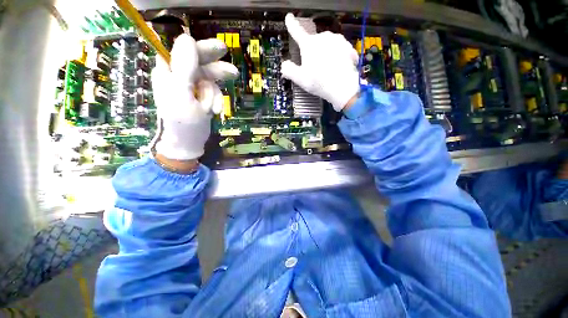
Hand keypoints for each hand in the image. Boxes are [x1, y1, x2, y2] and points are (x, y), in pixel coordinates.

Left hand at [150, 34, 237, 161]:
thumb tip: (187, 38)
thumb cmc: (182, 122)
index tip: (220, 50)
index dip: (201, 48)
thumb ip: (183, 67)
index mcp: (168, 72)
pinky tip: (215, 112)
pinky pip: (213, 93)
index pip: (184, 50)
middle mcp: (179, 76)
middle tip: (233, 72)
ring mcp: (191, 88)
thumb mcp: (182, 94)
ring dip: (215, 95)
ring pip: (210, 80)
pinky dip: (216, 101)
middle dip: (216, 70)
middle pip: (200, 63)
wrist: (188, 143)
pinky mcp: (201, 97)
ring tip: (216, 109)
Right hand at [281, 13, 359, 111]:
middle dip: (314, 53)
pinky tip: (338, 69)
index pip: (297, 31)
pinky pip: (340, 51)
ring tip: (328, 71)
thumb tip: (284, 65)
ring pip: (328, 46)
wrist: (342, 86)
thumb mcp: (300, 79)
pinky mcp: (348, 47)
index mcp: (308, 44)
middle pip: (314, 43)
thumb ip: (289, 70)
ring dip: (326, 55)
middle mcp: (323, 37)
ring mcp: (337, 40)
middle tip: (316, 69)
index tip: (289, 17)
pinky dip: (338, 59)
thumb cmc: (318, 82)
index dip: (291, 24)